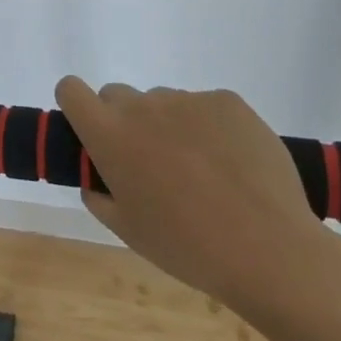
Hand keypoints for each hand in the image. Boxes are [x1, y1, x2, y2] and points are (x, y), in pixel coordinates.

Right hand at [55, 77, 333, 309]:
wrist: (269, 251)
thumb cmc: (187, 247)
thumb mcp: (128, 231)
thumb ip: (99, 196)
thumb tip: (97, 179)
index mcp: (108, 134)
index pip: (70, 89)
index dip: (77, 106)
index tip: (92, 131)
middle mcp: (141, 105)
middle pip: (117, 95)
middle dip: (126, 122)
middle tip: (152, 164)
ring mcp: (186, 99)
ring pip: (164, 103)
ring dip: (170, 126)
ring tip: (204, 171)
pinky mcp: (226, 101)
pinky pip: (205, 107)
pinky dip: (211, 128)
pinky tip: (234, 165)